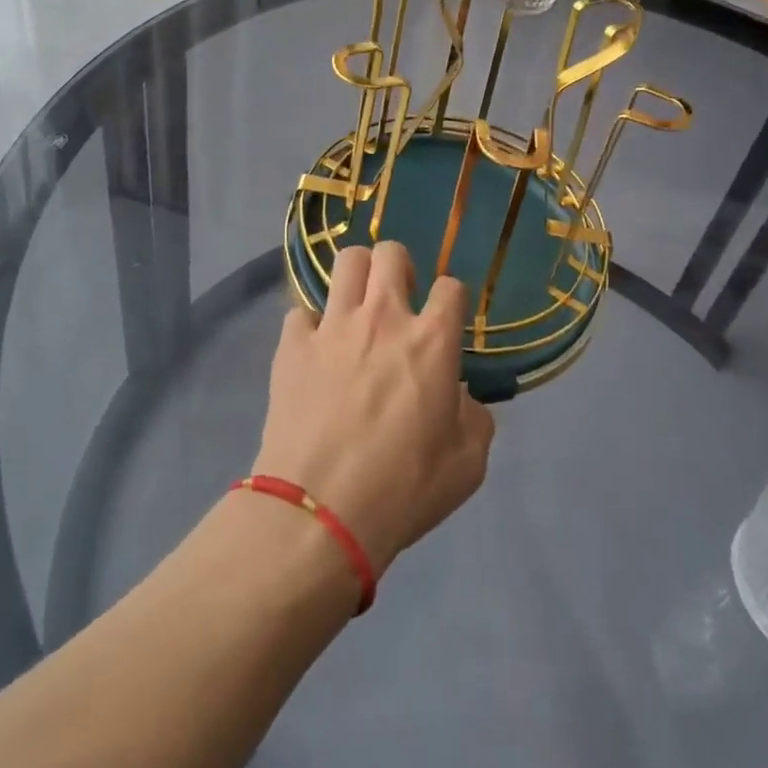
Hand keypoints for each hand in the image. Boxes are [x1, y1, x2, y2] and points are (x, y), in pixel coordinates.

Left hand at [254, 243, 494, 577]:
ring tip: (357, 308)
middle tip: (398, 301)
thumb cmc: (403, 490)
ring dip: (357, 278)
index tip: (446, 321)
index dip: (452, 299)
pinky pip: (301, 313)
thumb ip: (475, 418)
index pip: (451, 286)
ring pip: (346, 262)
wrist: (319, 513)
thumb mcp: (467, 465)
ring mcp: (333, 326)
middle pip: (391, 253)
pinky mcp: (292, 345)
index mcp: (431, 340)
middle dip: (399, 268)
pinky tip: (315, 353)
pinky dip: (311, 327)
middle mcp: (383, 317)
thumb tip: (462, 397)